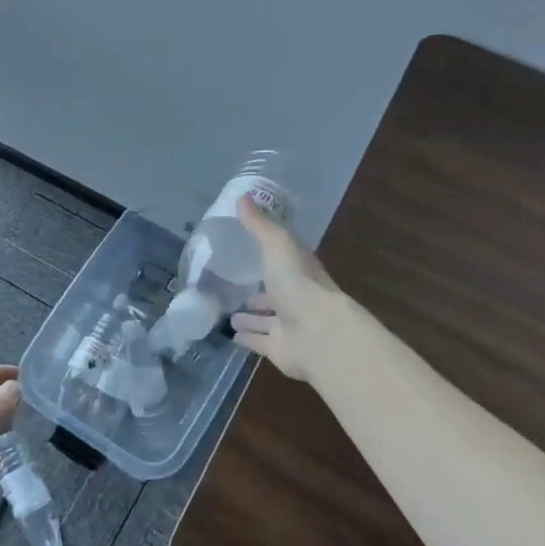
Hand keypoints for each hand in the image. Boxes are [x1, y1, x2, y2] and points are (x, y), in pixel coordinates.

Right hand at [229, 195, 343, 381]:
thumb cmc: (299, 284)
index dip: (270, 255)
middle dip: (257, 291)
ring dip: (250, 316)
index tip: (248, 249)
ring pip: (266, 319)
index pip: (284, 260)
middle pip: (274, 293)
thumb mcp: (278, 245)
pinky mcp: (279, 350)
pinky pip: (259, 341)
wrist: (317, 334)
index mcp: (300, 271)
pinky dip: (247, 337)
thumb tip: (242, 196)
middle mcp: (296, 298)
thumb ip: (259, 224)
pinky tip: (230, 334)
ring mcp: (289, 326)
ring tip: (227, 313)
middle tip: (232, 285)